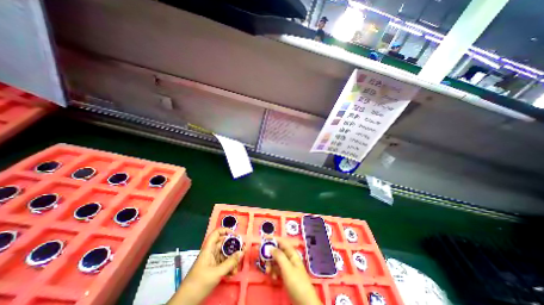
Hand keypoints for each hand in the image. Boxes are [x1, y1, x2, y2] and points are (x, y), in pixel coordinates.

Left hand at [166, 229, 241, 304]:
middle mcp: (211, 252)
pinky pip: (224, 263)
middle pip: (224, 244)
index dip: (226, 231)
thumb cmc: (199, 283)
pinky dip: (229, 266)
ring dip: (232, 260)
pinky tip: (232, 274)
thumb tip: (242, 252)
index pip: (217, 233)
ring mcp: (212, 260)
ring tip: (236, 268)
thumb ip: (231, 262)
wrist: (186, 302)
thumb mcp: (217, 273)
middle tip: (242, 251)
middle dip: (233, 248)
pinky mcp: (213, 268)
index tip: (235, 235)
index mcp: (209, 249)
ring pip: (225, 254)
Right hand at [267, 239, 321, 304]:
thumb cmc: (297, 282)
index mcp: (292, 253)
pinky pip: (277, 269)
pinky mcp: (285, 275)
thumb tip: (270, 247)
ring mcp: (287, 267)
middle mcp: (289, 258)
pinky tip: (273, 277)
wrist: (304, 302)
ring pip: (276, 260)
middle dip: (269, 253)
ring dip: (270, 264)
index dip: (273, 239)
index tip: (263, 238)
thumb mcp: (287, 268)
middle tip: (261, 257)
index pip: (282, 242)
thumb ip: (279, 256)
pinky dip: (273, 271)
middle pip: (277, 251)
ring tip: (268, 271)